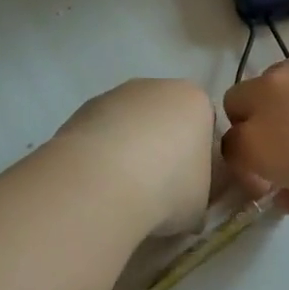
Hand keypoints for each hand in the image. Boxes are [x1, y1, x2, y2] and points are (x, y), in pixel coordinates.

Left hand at [56, 78, 217, 235]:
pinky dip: (101, 153)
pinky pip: (102, 132)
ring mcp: (117, 94)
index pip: (204, 124)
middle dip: (162, 147)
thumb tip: (188, 202)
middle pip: (166, 117)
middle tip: (156, 189)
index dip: (197, 157)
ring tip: (121, 190)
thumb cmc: (166, 187)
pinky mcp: (83, 108)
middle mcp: (157, 87)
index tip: (188, 186)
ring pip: (131, 123)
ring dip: (129, 149)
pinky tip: (97, 182)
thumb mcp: (200, 202)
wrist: (102, 182)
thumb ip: (199, 192)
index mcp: (195, 100)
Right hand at [221, 39, 288, 218]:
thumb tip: (284, 188)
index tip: (271, 176)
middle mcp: (269, 97)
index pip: (231, 148)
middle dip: (251, 120)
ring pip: (274, 78)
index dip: (247, 164)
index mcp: (261, 142)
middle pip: (238, 102)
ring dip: (284, 97)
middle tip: (287, 139)